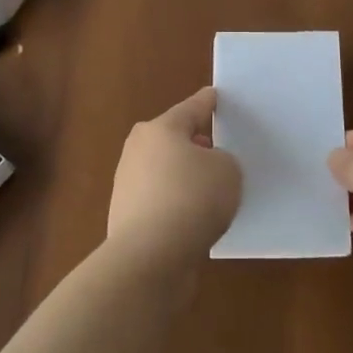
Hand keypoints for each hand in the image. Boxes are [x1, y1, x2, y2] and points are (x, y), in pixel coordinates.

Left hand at [108, 87, 240, 268]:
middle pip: (172, 139)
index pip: (191, 108)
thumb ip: (221, 161)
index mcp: (161, 129)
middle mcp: (138, 150)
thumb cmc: (192, 199)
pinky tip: (193, 219)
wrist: (149, 257)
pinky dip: (175, 205)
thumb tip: (205, 170)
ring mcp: (127, 184)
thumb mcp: (227, 171)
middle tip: (215, 149)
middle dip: (193, 143)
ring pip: (164, 171)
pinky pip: (160, 201)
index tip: (214, 95)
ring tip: (209, 191)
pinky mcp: (125, 217)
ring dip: (183, 177)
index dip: (207, 102)